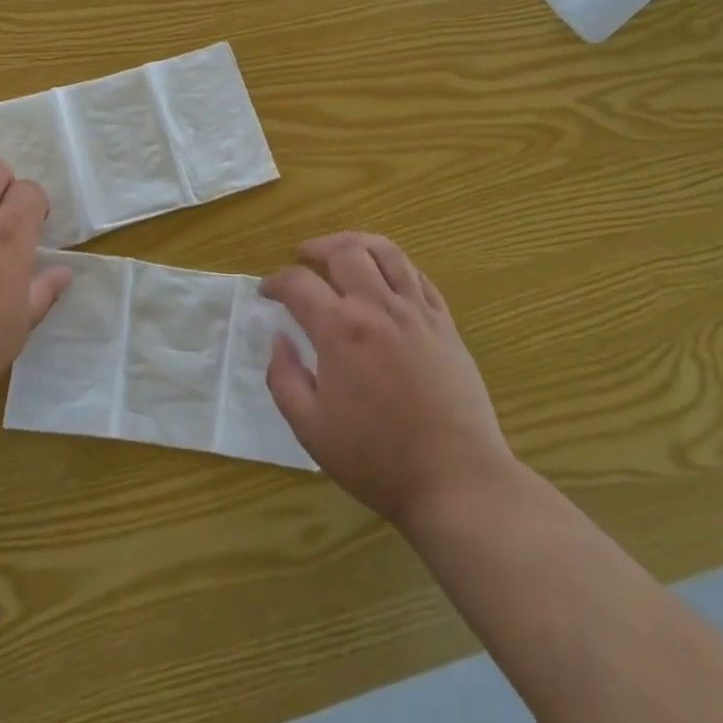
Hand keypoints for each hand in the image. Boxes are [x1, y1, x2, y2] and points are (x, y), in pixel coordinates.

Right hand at [264, 233, 517, 534]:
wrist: (455, 479)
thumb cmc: (376, 458)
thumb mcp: (310, 428)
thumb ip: (284, 378)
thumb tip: (278, 340)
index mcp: (340, 330)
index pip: (298, 284)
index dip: (276, 282)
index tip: (267, 292)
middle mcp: (377, 307)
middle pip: (344, 251)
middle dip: (316, 248)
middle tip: (303, 256)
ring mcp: (416, 312)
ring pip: (387, 252)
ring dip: (358, 243)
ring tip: (343, 250)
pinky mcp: (445, 324)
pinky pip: (418, 277)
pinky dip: (396, 266)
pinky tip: (386, 277)